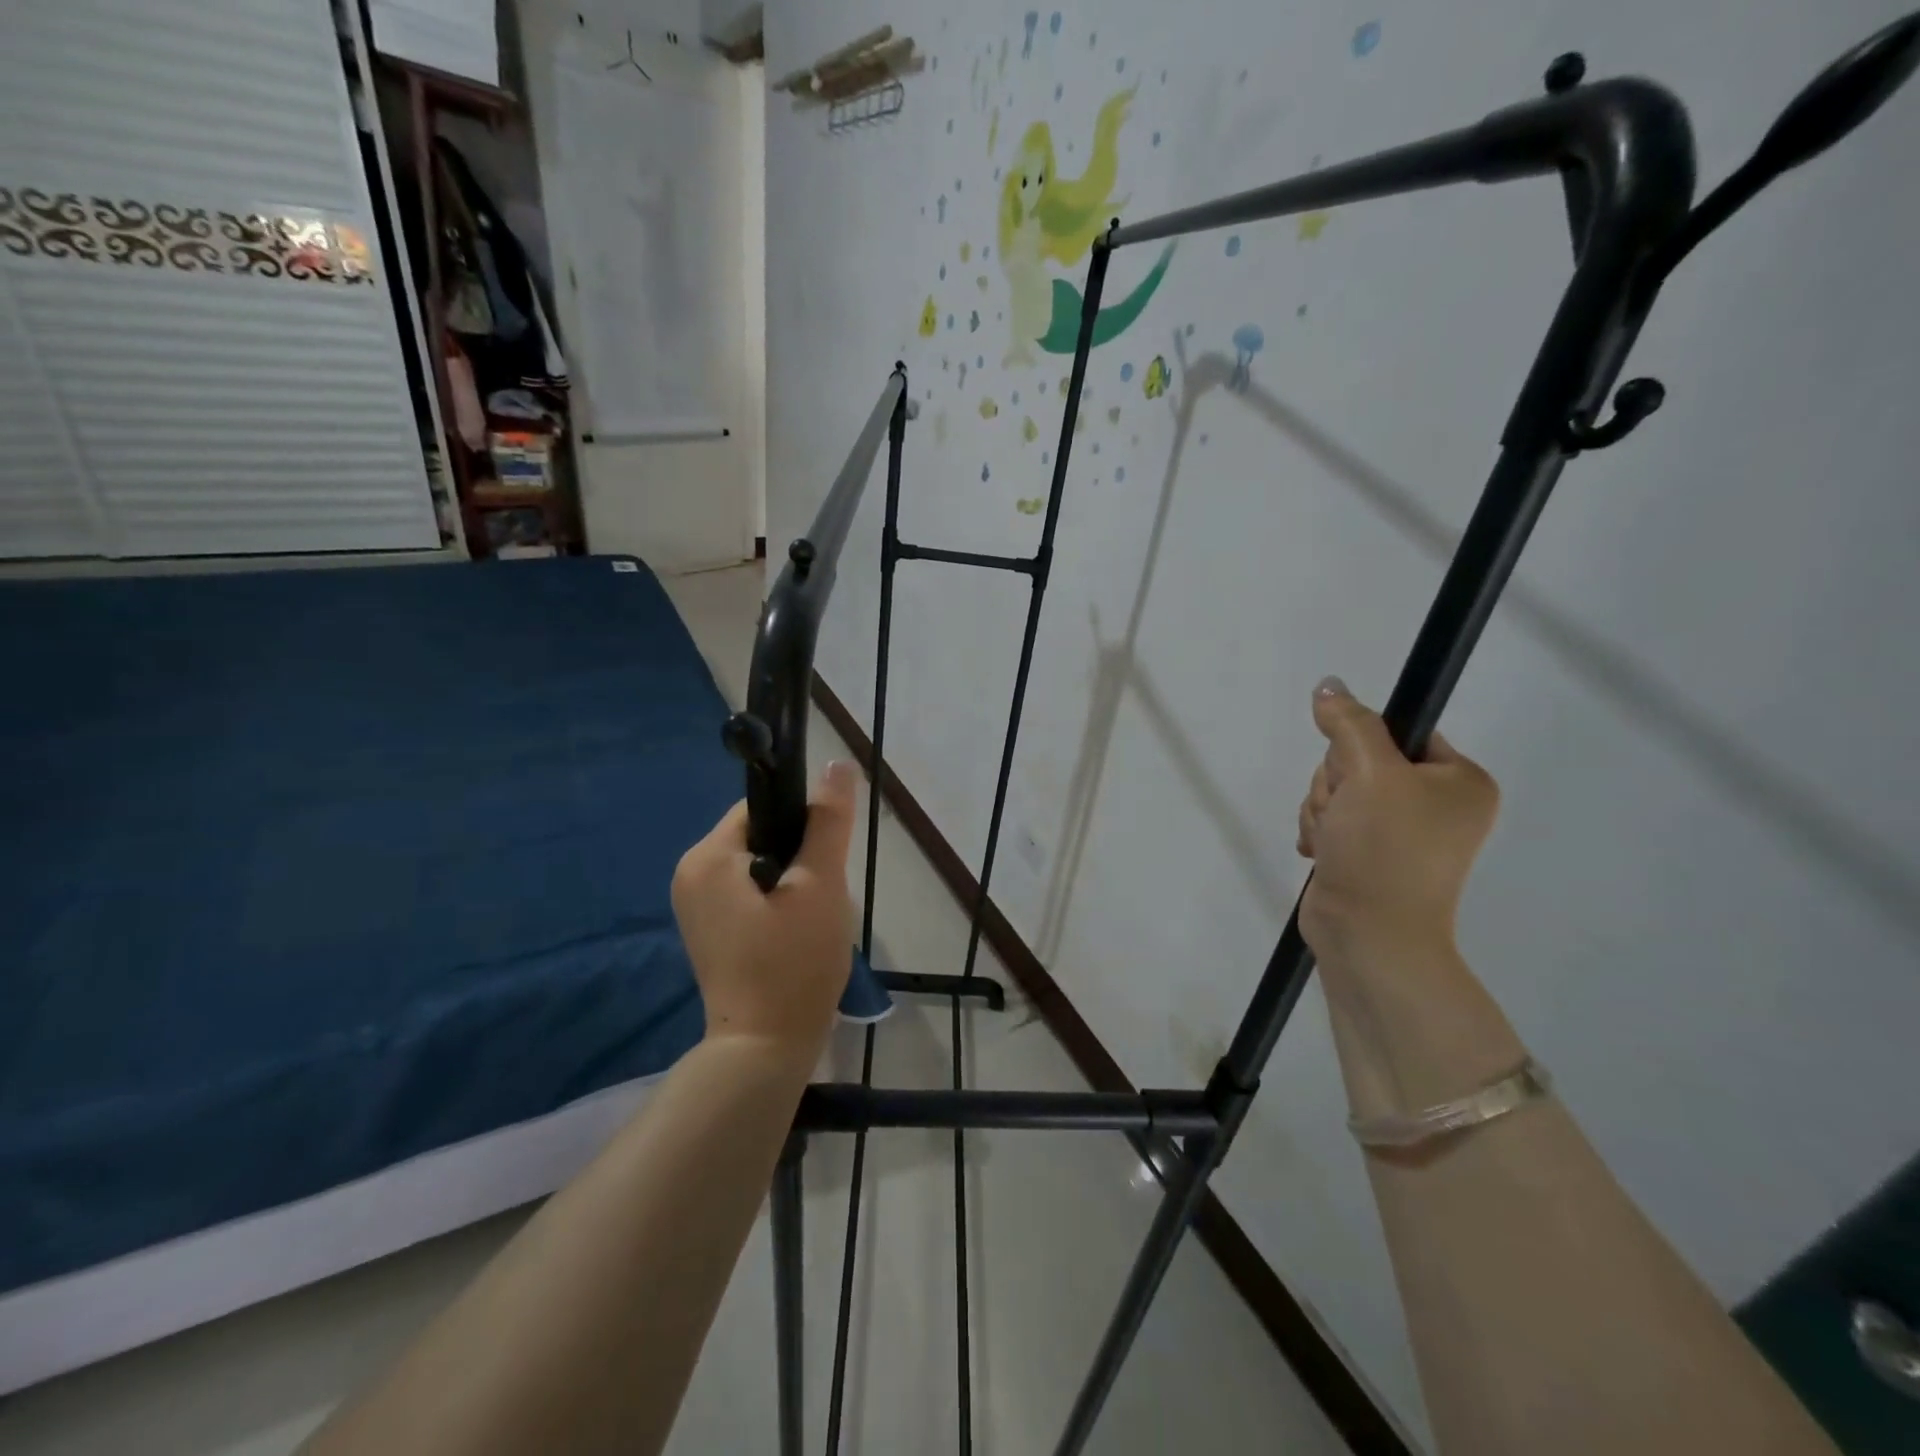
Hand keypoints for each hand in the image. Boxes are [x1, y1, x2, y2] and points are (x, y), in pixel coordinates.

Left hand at [672, 762, 857, 1060]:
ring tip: (812, 919)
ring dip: (793, 881)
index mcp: (707, 857)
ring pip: (759, 865)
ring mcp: (695, 905)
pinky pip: (749, 893)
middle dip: (799, 857)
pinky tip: (796, 933)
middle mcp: (690, 874)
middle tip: (822, 897)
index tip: (826, 857)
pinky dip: (777, 902)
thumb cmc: (793, 962)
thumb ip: (828, 821)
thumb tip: (837, 764)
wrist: (765, 1049)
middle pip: (760, 836)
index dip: (802, 823)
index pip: (761, 808)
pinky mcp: (709, 930)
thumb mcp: (820, 885)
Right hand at [1296, 678, 1499, 960]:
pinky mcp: (1367, 852)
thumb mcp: (1370, 773)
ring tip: (1334, 841)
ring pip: (1337, 790)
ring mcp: (1400, 831)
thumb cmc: (1384, 850)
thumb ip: (1349, 723)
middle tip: (1345, 814)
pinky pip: (1330, 818)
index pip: (1398, 731)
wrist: (1368, 935)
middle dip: (1336, 785)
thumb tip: (1328, 685)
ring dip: (1322, 810)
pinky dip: (1319, 831)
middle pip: (1359, 760)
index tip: (1358, 775)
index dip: (1362, 748)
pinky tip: (1324, 852)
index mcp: (1459, 780)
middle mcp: (1435, 803)